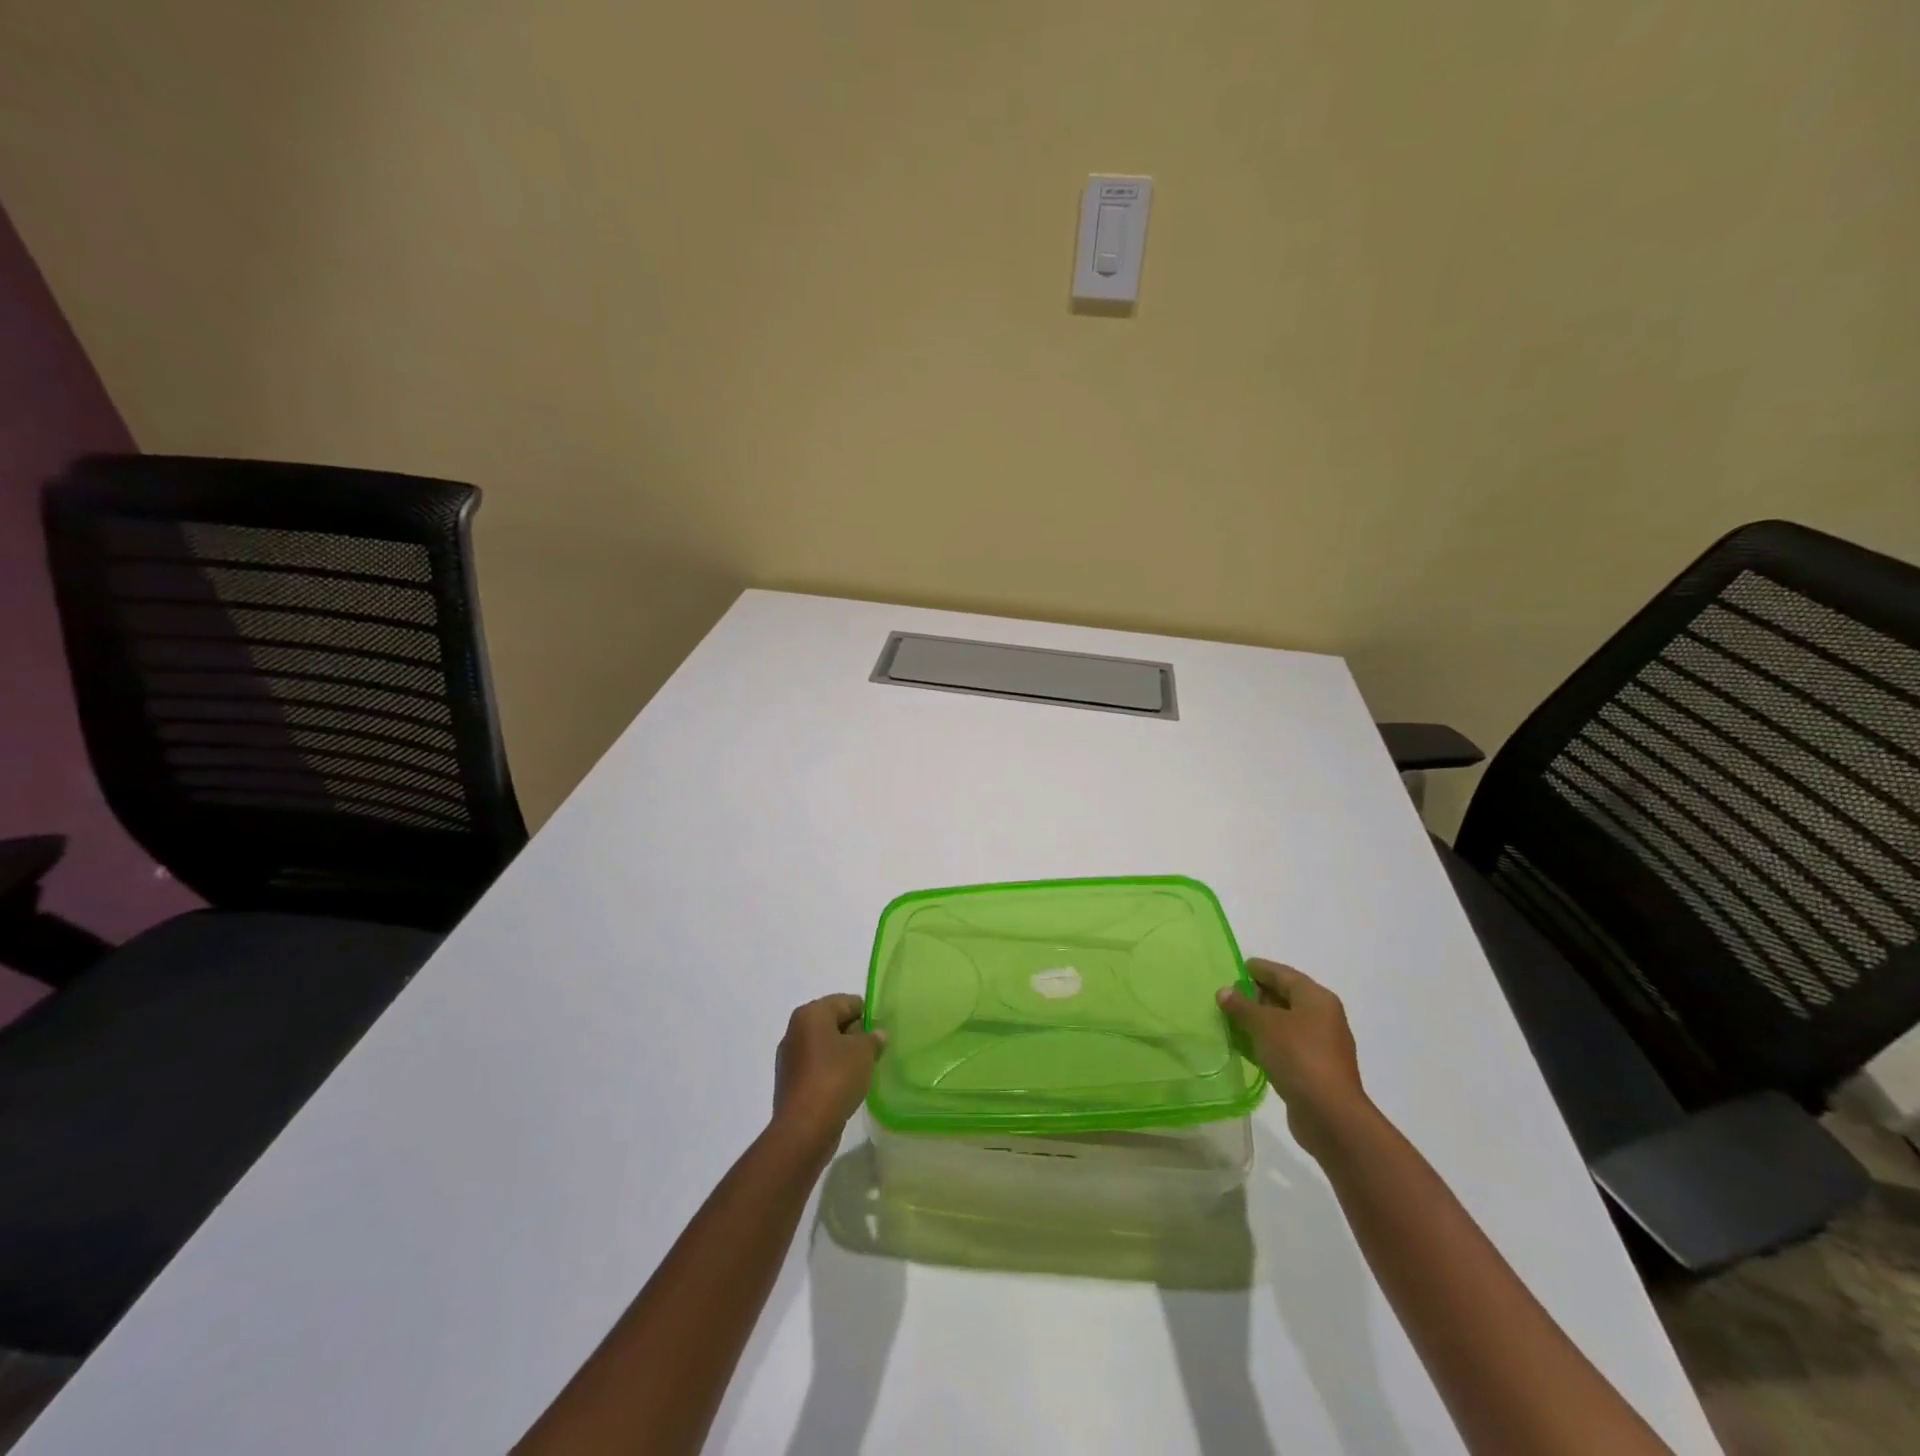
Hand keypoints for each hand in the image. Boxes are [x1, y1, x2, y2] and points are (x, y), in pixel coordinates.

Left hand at [771, 994, 884, 1153]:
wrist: (804, 1128)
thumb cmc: (835, 1078)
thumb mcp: (864, 1052)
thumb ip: (873, 1037)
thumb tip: (876, 1034)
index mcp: (811, 1014)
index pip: (846, 1002)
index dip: (867, 1015)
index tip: (881, 1032)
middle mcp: (795, 1030)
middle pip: (834, 1022)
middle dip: (855, 1034)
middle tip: (875, 1051)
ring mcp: (790, 1057)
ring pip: (825, 1046)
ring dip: (844, 1054)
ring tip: (863, 1070)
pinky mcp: (790, 1082)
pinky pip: (817, 1067)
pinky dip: (832, 1071)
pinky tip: (846, 1086)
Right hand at [1218, 959, 1368, 1159]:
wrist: (1330, 1115)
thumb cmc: (1299, 1057)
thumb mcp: (1265, 1025)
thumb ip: (1242, 1006)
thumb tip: (1224, 991)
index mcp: (1316, 999)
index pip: (1283, 974)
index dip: (1259, 969)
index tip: (1236, 967)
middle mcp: (1322, 1017)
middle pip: (1285, 997)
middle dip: (1257, 995)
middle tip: (1228, 994)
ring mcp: (1320, 1045)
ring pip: (1284, 1023)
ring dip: (1259, 1021)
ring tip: (1230, 1019)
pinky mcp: (1313, 1069)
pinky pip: (1285, 1046)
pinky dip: (1265, 1042)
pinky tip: (1244, 1046)